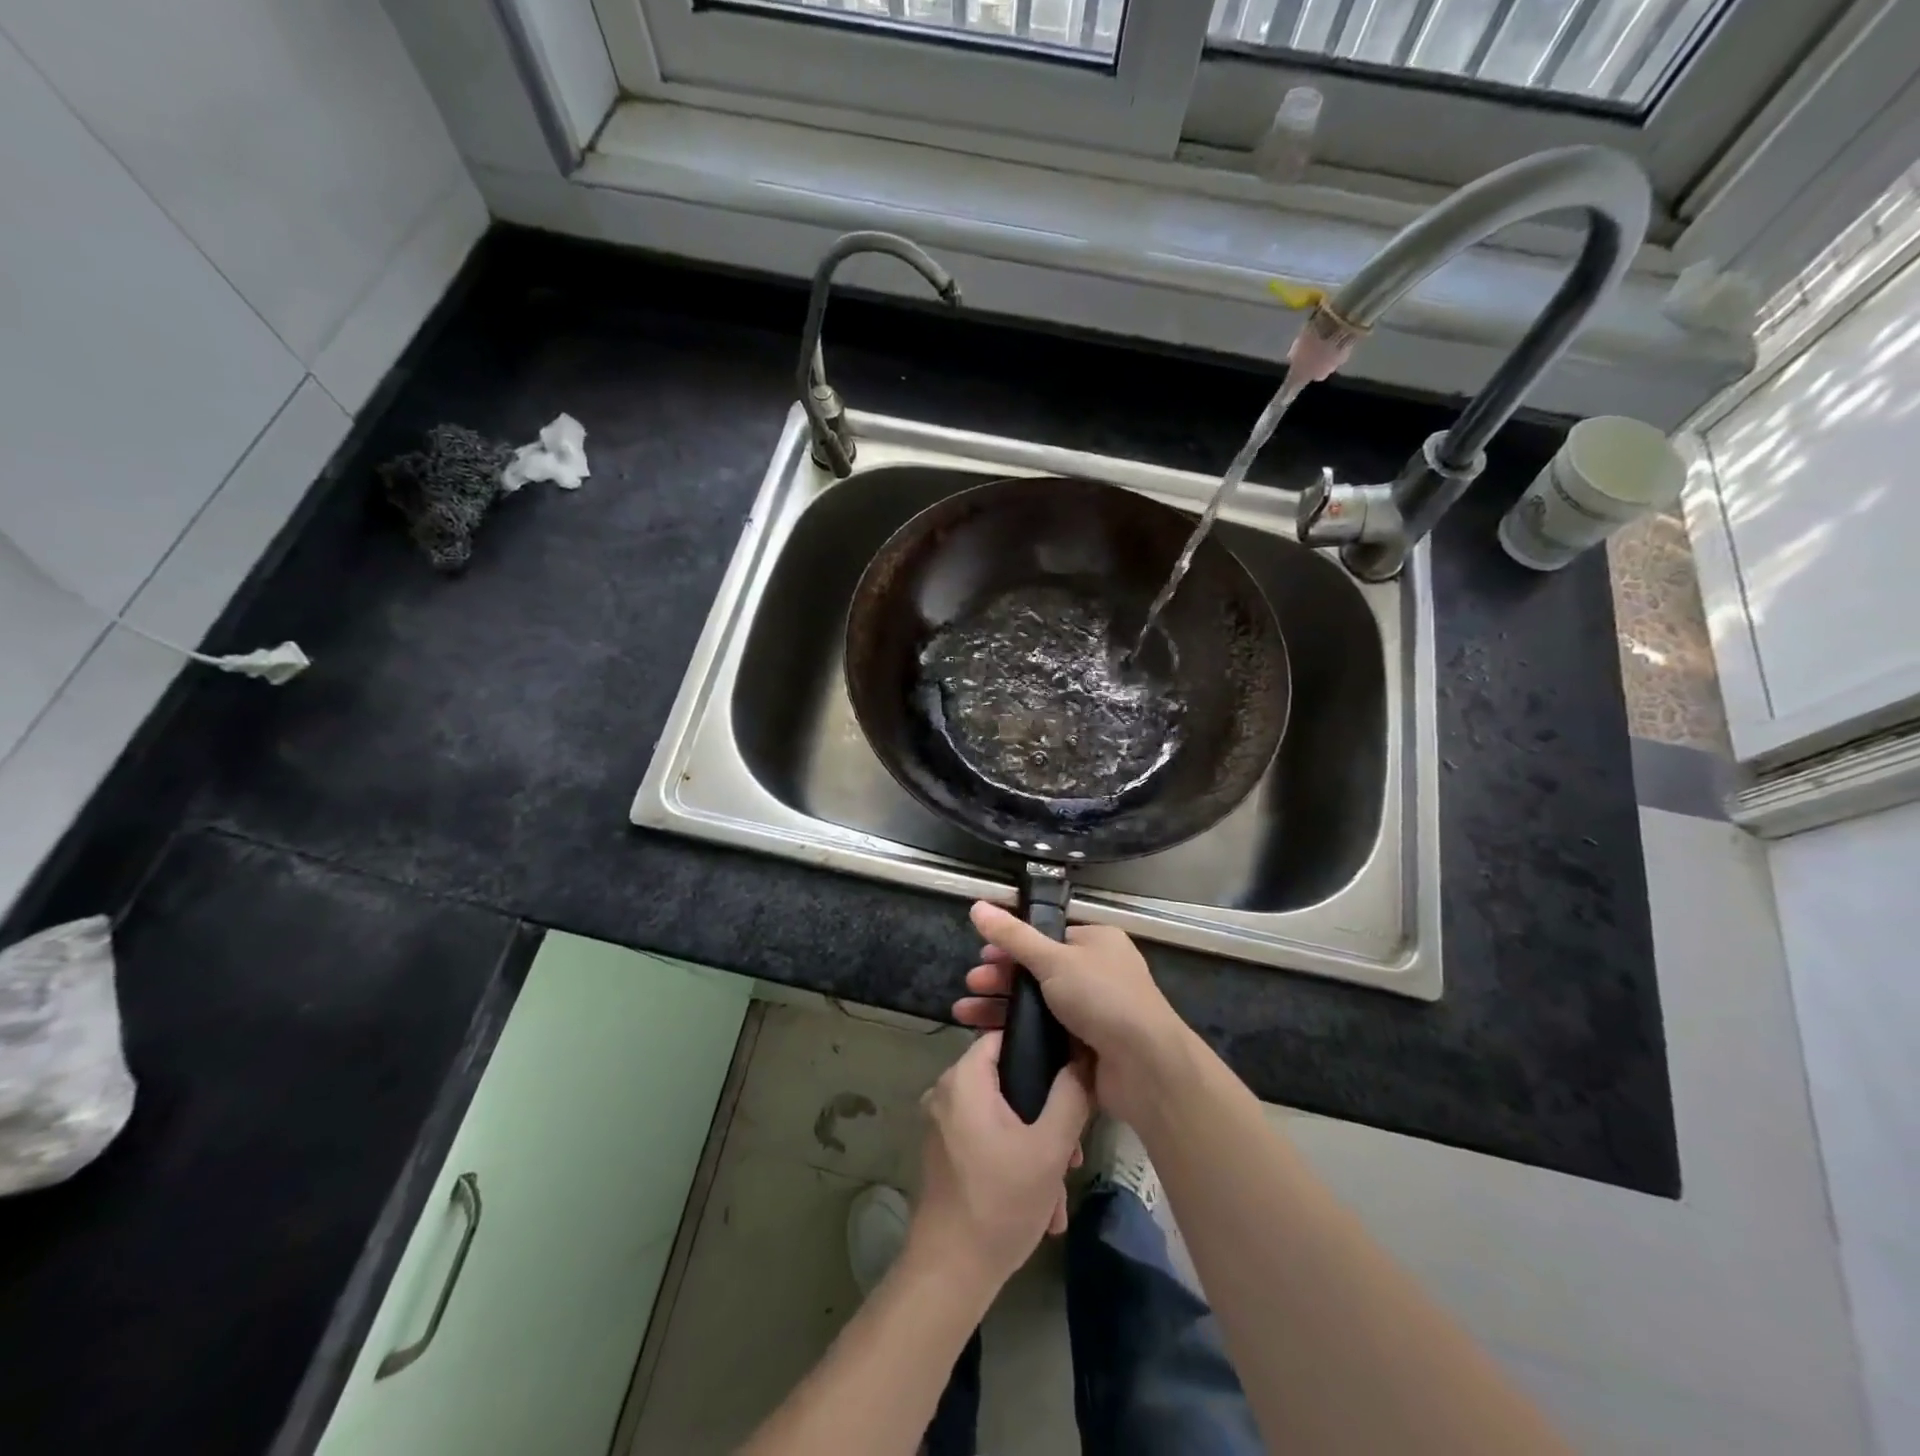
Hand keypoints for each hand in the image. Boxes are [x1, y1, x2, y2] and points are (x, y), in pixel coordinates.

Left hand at [909, 1030, 1090, 1288]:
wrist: (950, 1275)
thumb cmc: (1000, 1203)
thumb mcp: (1049, 1148)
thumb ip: (1071, 1096)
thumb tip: (1084, 1059)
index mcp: (963, 1079)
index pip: (1005, 1036)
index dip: (1041, 1048)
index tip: (1072, 1075)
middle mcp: (945, 1092)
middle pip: (1007, 1081)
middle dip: (1046, 1115)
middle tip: (1072, 1152)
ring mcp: (942, 1125)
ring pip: (1002, 1116)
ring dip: (1035, 1147)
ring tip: (1059, 1188)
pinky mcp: (944, 1153)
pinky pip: (987, 1139)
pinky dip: (1014, 1161)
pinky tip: (1041, 1204)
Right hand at [954, 902, 1192, 1126]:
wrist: (1145, 1066)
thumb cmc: (1102, 997)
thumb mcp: (1053, 960)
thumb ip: (1013, 936)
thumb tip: (977, 905)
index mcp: (1096, 941)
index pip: (1046, 936)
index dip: (1012, 945)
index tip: (983, 956)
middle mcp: (1097, 972)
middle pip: (1038, 971)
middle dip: (1000, 978)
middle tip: (971, 986)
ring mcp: (1093, 1011)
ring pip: (1038, 1004)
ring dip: (1002, 1006)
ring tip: (965, 1013)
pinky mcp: (1087, 1045)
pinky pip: (1045, 1033)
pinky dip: (1019, 1033)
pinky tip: (990, 1036)